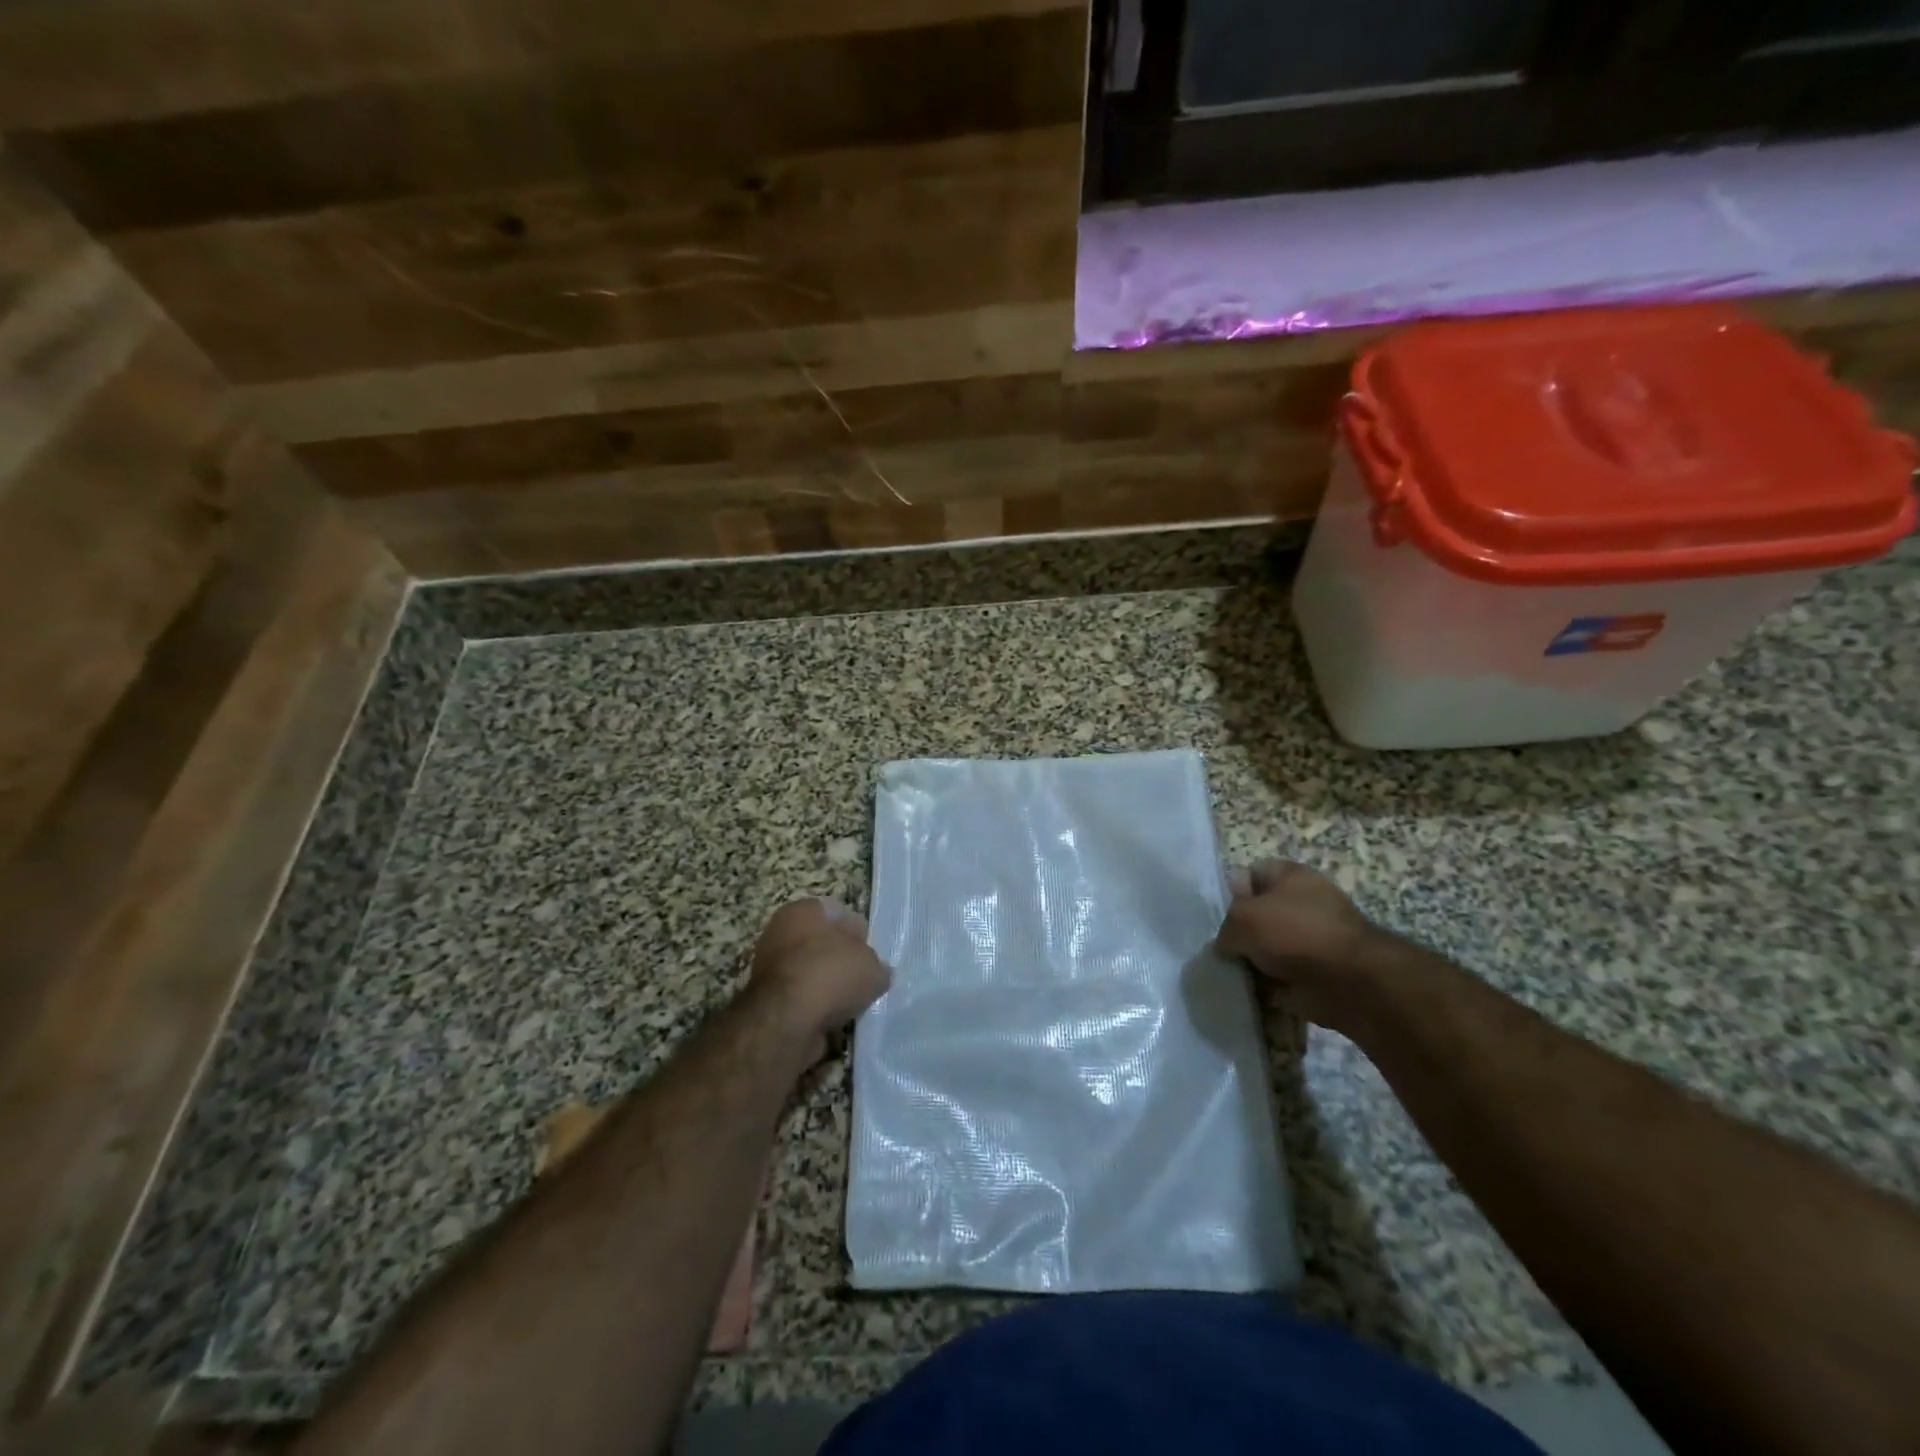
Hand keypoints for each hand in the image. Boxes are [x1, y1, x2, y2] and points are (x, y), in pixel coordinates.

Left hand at [748, 897, 890, 1061]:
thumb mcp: (873, 967)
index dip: (860, 934)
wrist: (785, 1023)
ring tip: (851, 1004)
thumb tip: (875, 972)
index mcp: (804, 910)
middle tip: (863, 980)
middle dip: (843, 961)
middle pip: (823, 943)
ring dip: (829, 987)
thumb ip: (877, 966)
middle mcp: (781, 931)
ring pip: (812, 972)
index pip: (840, 913)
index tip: (873, 956)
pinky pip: (801, 998)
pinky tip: (833, 1019)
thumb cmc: (831, 976)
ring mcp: (770, 966)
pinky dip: (815, 1008)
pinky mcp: (766, 999)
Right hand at [1216, 859, 1377, 1033]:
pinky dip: (1266, 987)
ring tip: (1230, 972)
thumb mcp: (1243, 918)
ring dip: (1251, 962)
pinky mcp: (1315, 973)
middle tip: (1221, 948)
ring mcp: (1310, 940)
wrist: (1349, 982)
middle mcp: (1303, 903)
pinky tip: (1249, 992)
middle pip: (1258, 914)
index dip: (1231, 892)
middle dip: (1239, 933)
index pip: (1251, 874)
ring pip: (1267, 948)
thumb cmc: (1294, 933)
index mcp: (1291, 876)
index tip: (1218, 915)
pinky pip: (1279, 977)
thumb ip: (1225, 926)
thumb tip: (1225, 945)